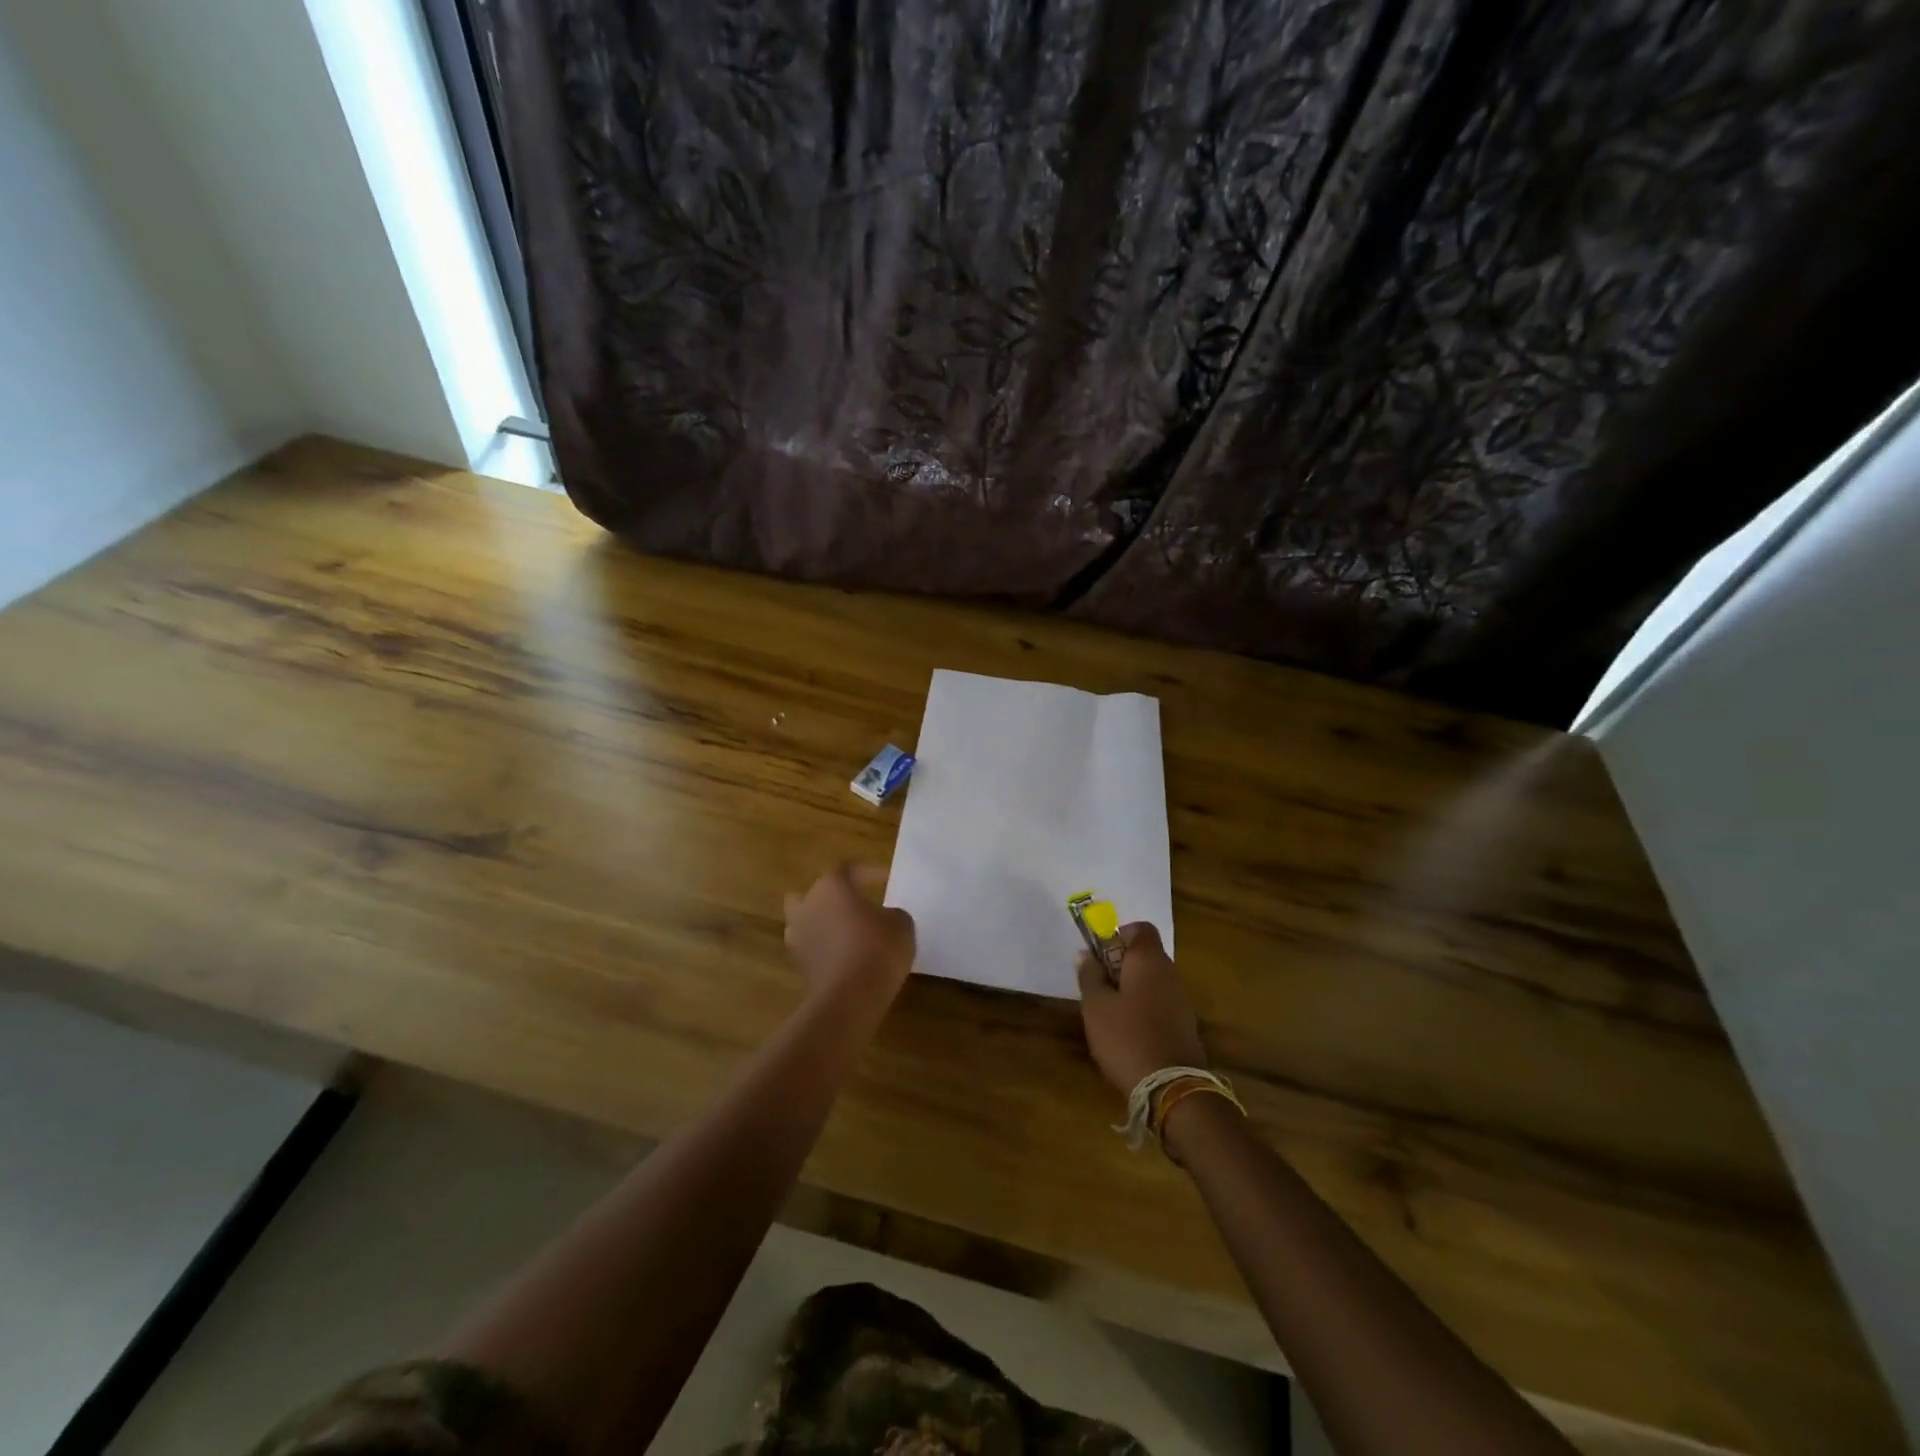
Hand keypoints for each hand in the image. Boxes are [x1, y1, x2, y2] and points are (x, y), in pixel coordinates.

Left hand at [783, 864, 915, 1007]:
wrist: (850, 998)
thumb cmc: (878, 949)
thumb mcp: (901, 924)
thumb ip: (891, 913)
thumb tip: (883, 918)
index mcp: (831, 886)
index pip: (848, 869)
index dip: (869, 872)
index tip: (886, 879)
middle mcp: (808, 905)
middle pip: (819, 893)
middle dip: (836, 897)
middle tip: (859, 905)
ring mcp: (798, 936)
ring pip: (809, 920)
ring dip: (826, 923)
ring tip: (850, 932)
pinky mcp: (799, 965)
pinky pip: (814, 947)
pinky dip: (826, 948)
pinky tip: (847, 956)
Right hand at [1077, 922, 1208, 1093]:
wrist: (1172, 1088)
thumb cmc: (1126, 1037)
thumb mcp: (1096, 1006)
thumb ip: (1089, 975)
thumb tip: (1085, 954)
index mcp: (1149, 960)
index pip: (1140, 928)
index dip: (1118, 935)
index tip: (1099, 955)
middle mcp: (1170, 973)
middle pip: (1145, 955)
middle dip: (1119, 965)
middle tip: (1096, 987)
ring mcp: (1181, 1000)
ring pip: (1151, 981)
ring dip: (1130, 989)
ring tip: (1107, 1013)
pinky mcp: (1184, 1025)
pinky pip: (1159, 1003)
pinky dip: (1143, 1009)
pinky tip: (1126, 1032)